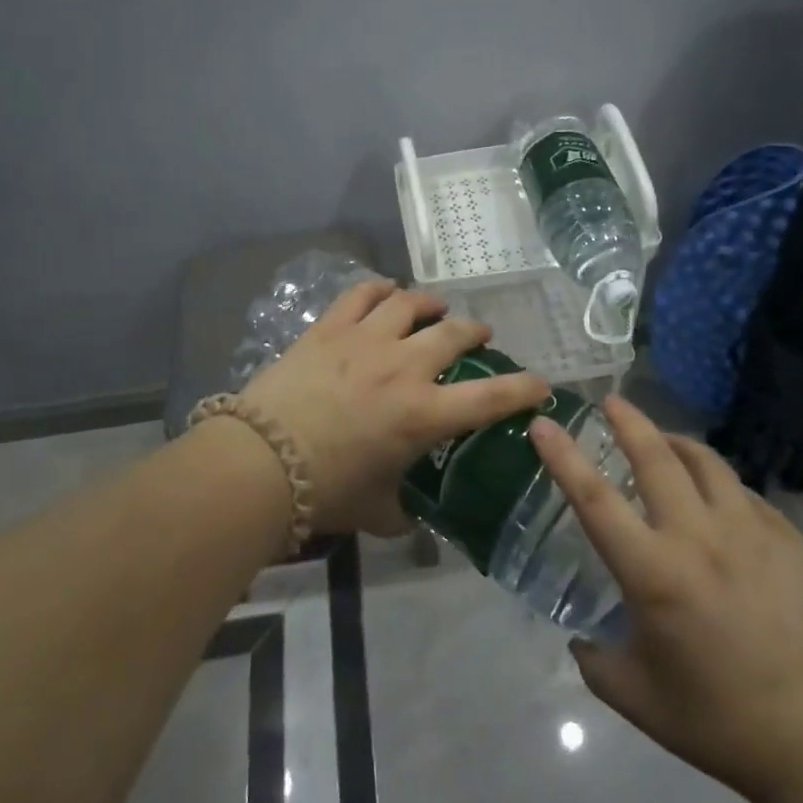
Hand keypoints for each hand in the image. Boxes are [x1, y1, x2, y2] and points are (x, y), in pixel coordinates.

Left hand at [238, 279, 551, 536]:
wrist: (259, 461)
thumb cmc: (325, 491)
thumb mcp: (377, 511)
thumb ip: (406, 510)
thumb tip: (416, 513)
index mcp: (424, 414)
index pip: (492, 397)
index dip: (525, 388)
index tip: (542, 384)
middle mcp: (404, 367)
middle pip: (454, 334)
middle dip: (476, 332)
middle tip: (479, 335)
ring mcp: (366, 339)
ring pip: (410, 302)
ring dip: (431, 303)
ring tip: (435, 307)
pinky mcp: (330, 327)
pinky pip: (362, 294)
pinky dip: (380, 289)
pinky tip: (385, 293)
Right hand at [529, 396, 802, 802]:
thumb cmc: (714, 718)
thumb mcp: (634, 696)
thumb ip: (595, 659)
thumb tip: (580, 637)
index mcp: (653, 572)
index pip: (594, 498)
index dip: (564, 456)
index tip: (544, 423)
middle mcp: (698, 537)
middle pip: (656, 457)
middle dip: (629, 420)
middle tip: (612, 401)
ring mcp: (749, 531)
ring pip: (706, 461)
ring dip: (676, 442)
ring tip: (663, 441)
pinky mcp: (787, 537)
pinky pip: (743, 492)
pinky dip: (719, 484)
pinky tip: (716, 501)